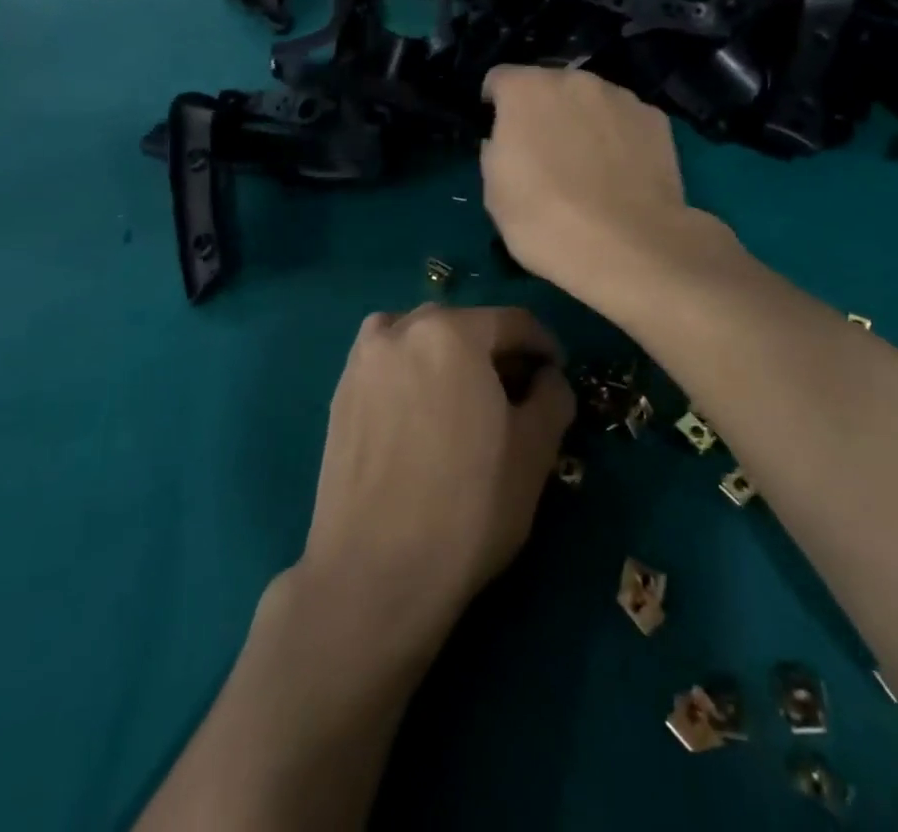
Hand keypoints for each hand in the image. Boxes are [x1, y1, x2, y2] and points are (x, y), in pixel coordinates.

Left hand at [295, 305, 574, 658]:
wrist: (373, 574)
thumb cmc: (468, 507)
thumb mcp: (535, 452)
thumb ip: (553, 396)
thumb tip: (548, 377)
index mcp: (452, 332)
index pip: (513, 322)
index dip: (544, 346)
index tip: (557, 375)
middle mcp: (401, 329)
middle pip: (464, 326)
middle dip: (496, 352)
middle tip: (516, 394)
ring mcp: (363, 360)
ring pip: (420, 339)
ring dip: (450, 357)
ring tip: (465, 401)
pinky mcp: (340, 394)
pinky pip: (388, 363)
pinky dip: (412, 372)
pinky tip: (422, 415)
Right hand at [481, 65, 721, 305]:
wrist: (629, 246)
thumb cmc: (546, 220)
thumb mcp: (495, 193)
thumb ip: (495, 151)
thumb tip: (505, 141)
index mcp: (526, 90)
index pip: (499, 80)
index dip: (495, 105)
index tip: (499, 134)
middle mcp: (575, 80)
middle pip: (549, 86)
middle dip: (543, 111)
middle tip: (545, 154)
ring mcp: (621, 97)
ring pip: (590, 101)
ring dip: (582, 121)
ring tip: (589, 167)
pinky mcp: (656, 119)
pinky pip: (624, 121)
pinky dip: (618, 137)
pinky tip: (621, 174)